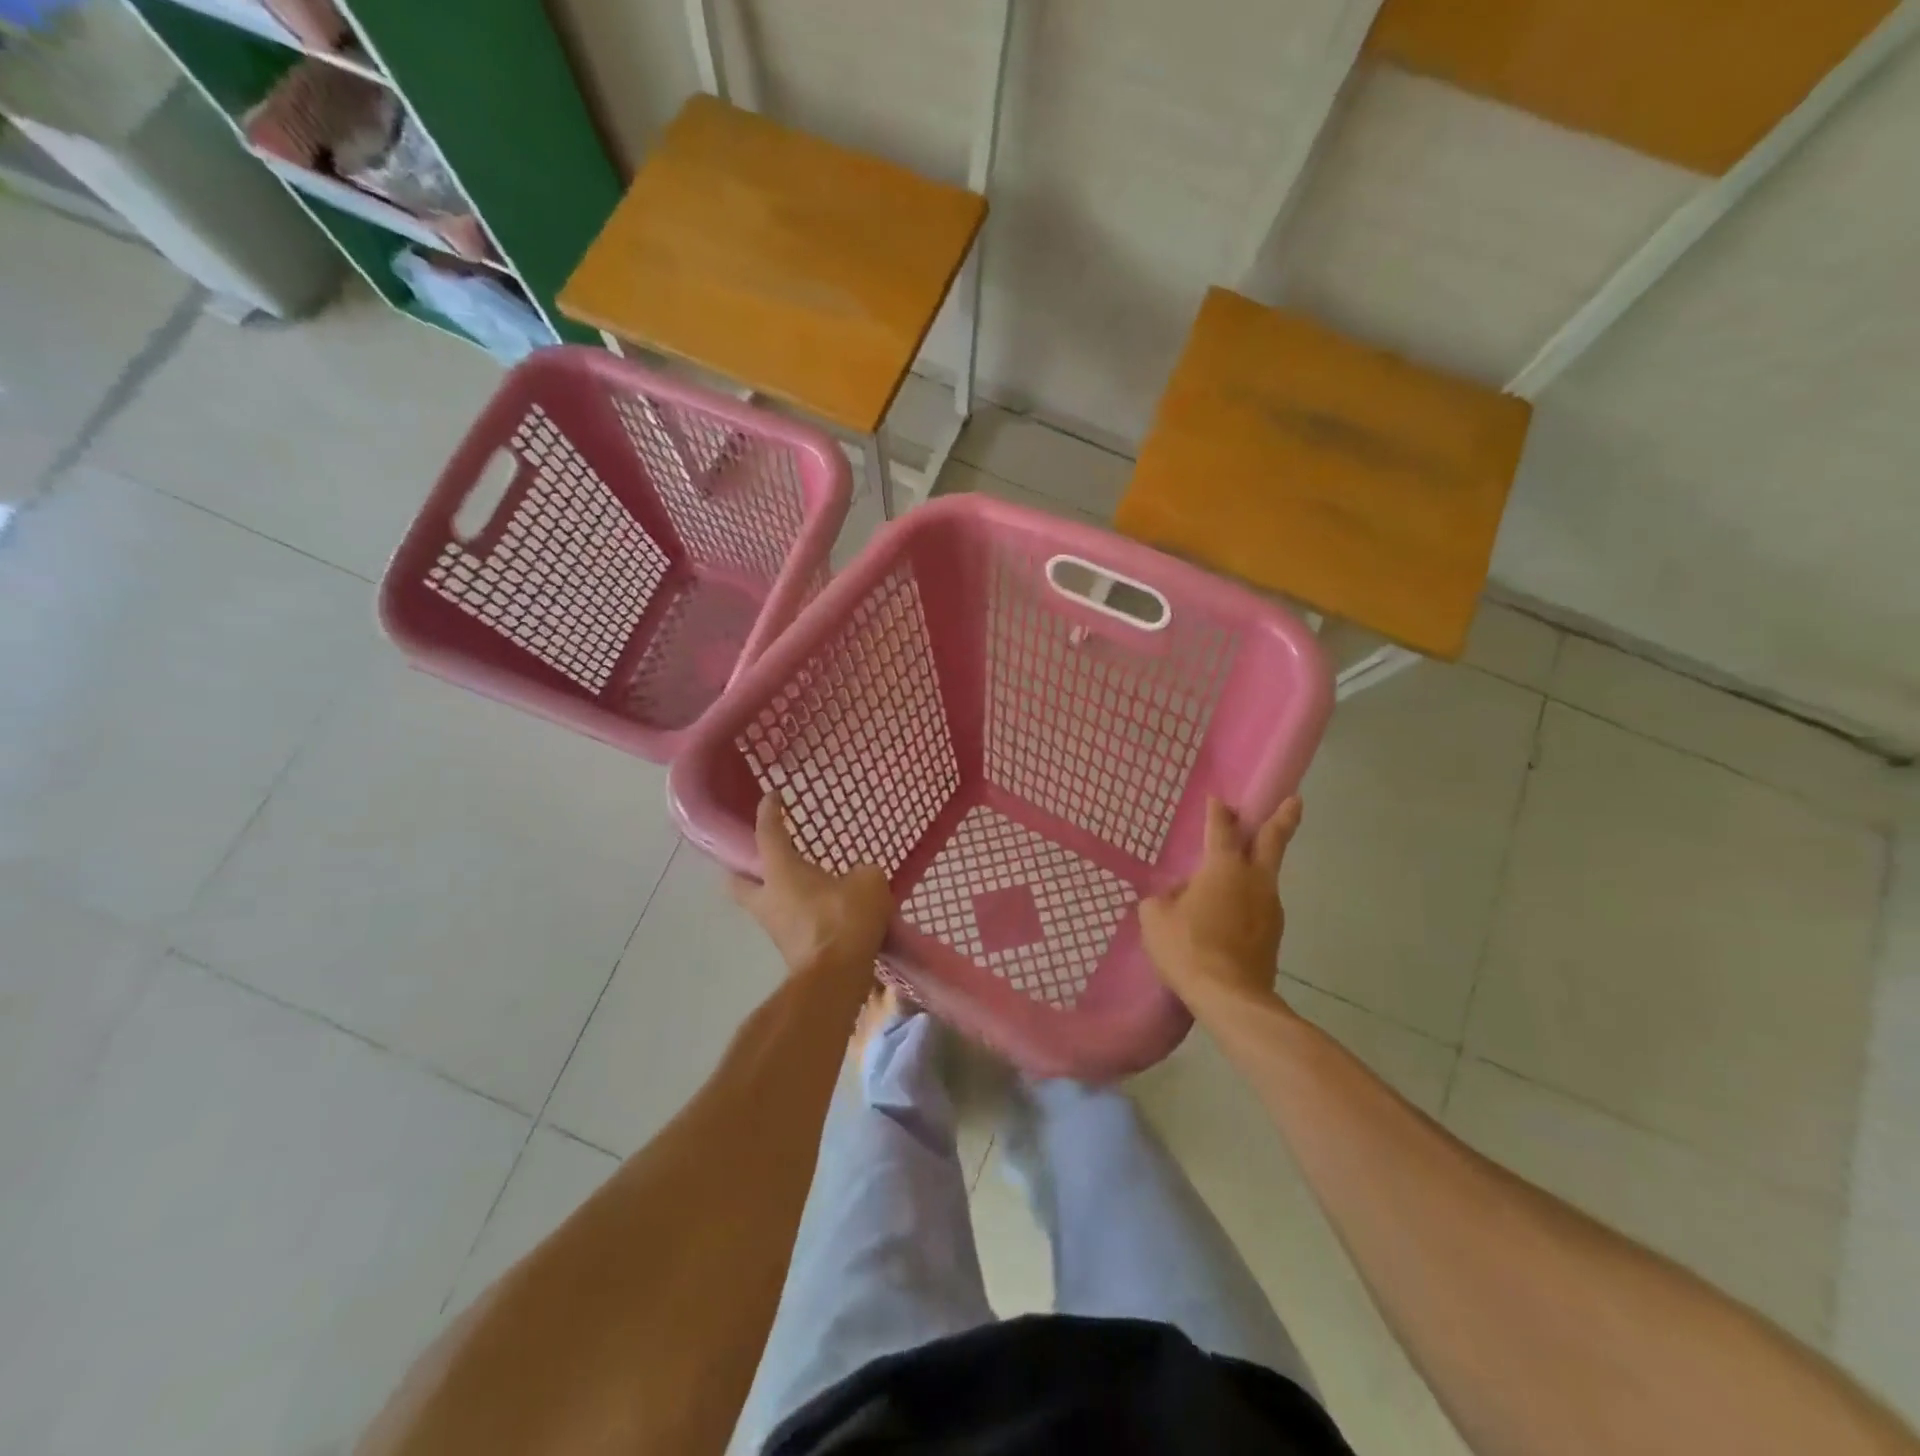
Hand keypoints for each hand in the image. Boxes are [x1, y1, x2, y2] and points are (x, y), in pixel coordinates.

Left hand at [729, 794, 892, 977]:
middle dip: (743, 868)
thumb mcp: (868, 881)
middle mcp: (768, 897)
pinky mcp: (789, 950)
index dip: (769, 811)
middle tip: (761, 857)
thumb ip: (861, 872)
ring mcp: (775, 927)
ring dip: (774, 894)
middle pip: (738, 880)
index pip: (768, 832)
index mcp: (781, 871)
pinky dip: (798, 915)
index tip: (772, 796)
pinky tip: (820, 911)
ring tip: (800, 885)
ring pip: (762, 905)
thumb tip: (858, 878)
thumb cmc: (845, 919)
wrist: (836, 977)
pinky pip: (787, 924)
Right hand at [1140, 796, 1301, 1009]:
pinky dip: (1247, 901)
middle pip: (1273, 841)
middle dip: (1283, 818)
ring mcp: (1270, 908)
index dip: (1217, 812)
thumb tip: (1179, 894)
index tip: (1218, 799)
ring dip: (1256, 867)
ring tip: (1232, 876)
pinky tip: (1227, 914)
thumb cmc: (1188, 948)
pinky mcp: (1273, 935)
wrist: (1231, 998)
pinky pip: (1258, 907)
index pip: (1221, 829)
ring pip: (1265, 877)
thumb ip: (1164, 898)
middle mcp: (1254, 880)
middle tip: (1294, 800)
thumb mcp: (1155, 917)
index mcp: (1224, 868)